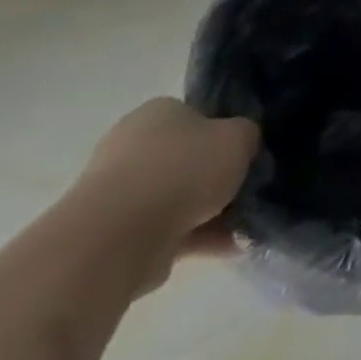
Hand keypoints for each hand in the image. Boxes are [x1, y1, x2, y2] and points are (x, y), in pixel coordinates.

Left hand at [73, 98, 259, 274]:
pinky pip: (167, 230)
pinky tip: (228, 246)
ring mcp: (118, 192)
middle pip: (186, 159)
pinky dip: (196, 238)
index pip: (196, 116)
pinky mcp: (114, 233)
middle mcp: (130, 146)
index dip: (224, 133)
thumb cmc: (185, 169)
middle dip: (215, 177)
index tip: (245, 152)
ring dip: (209, 212)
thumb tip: (241, 144)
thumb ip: (246, 135)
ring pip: (177, 198)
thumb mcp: (240, 137)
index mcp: (157, 113)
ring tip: (243, 225)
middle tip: (246, 188)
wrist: (119, 235)